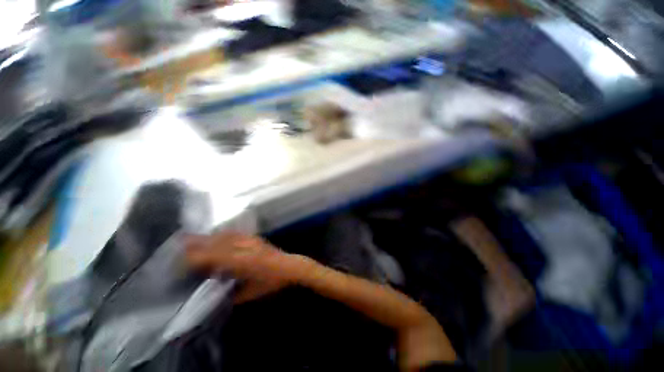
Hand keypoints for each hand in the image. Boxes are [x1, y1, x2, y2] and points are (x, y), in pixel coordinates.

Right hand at [186, 232, 301, 302]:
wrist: (290, 266)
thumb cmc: (271, 282)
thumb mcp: (249, 294)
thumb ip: (229, 295)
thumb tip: (212, 293)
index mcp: (242, 262)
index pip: (212, 257)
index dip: (194, 259)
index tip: (178, 263)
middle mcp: (244, 247)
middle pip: (216, 243)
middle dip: (196, 245)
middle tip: (177, 249)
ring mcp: (250, 240)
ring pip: (223, 236)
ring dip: (207, 238)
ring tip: (190, 241)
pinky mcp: (254, 237)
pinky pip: (234, 234)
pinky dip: (221, 235)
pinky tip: (214, 237)